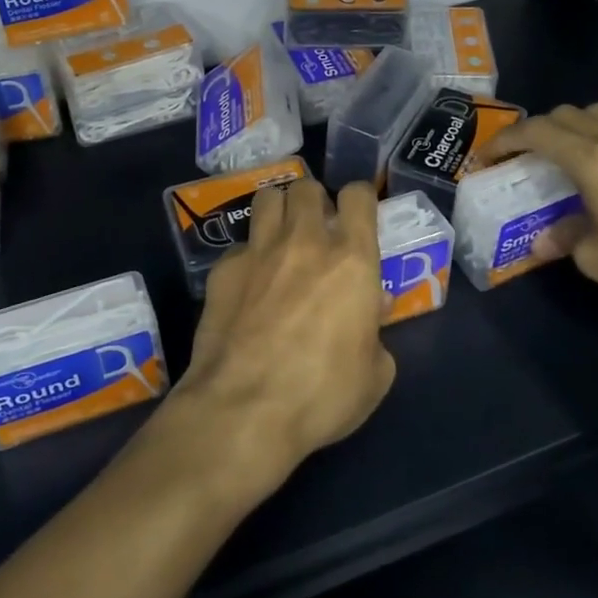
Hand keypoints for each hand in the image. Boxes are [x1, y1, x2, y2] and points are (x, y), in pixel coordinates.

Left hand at [169, 178, 395, 492]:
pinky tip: (248, 286)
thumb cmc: (322, 395)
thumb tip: (371, 310)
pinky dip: (248, 257)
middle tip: (316, 230)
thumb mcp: (374, 375)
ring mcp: (258, 252)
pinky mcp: (222, 270)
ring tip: (281, 237)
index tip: (358, 215)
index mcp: (352, 261)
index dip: (359, 199)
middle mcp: (305, 242)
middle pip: (306, 188)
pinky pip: (239, 246)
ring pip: (267, 198)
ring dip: (278, 211)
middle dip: (314, 201)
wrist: (244, 410)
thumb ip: (376, 334)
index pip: (357, 196)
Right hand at [476, 103, 597, 312]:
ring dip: (580, 130)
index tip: (486, 157)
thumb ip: (566, 241)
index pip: (536, 131)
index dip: (505, 140)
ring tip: (575, 161)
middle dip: (540, 129)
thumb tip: (546, 240)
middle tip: (528, 158)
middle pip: (570, 114)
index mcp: (592, 159)